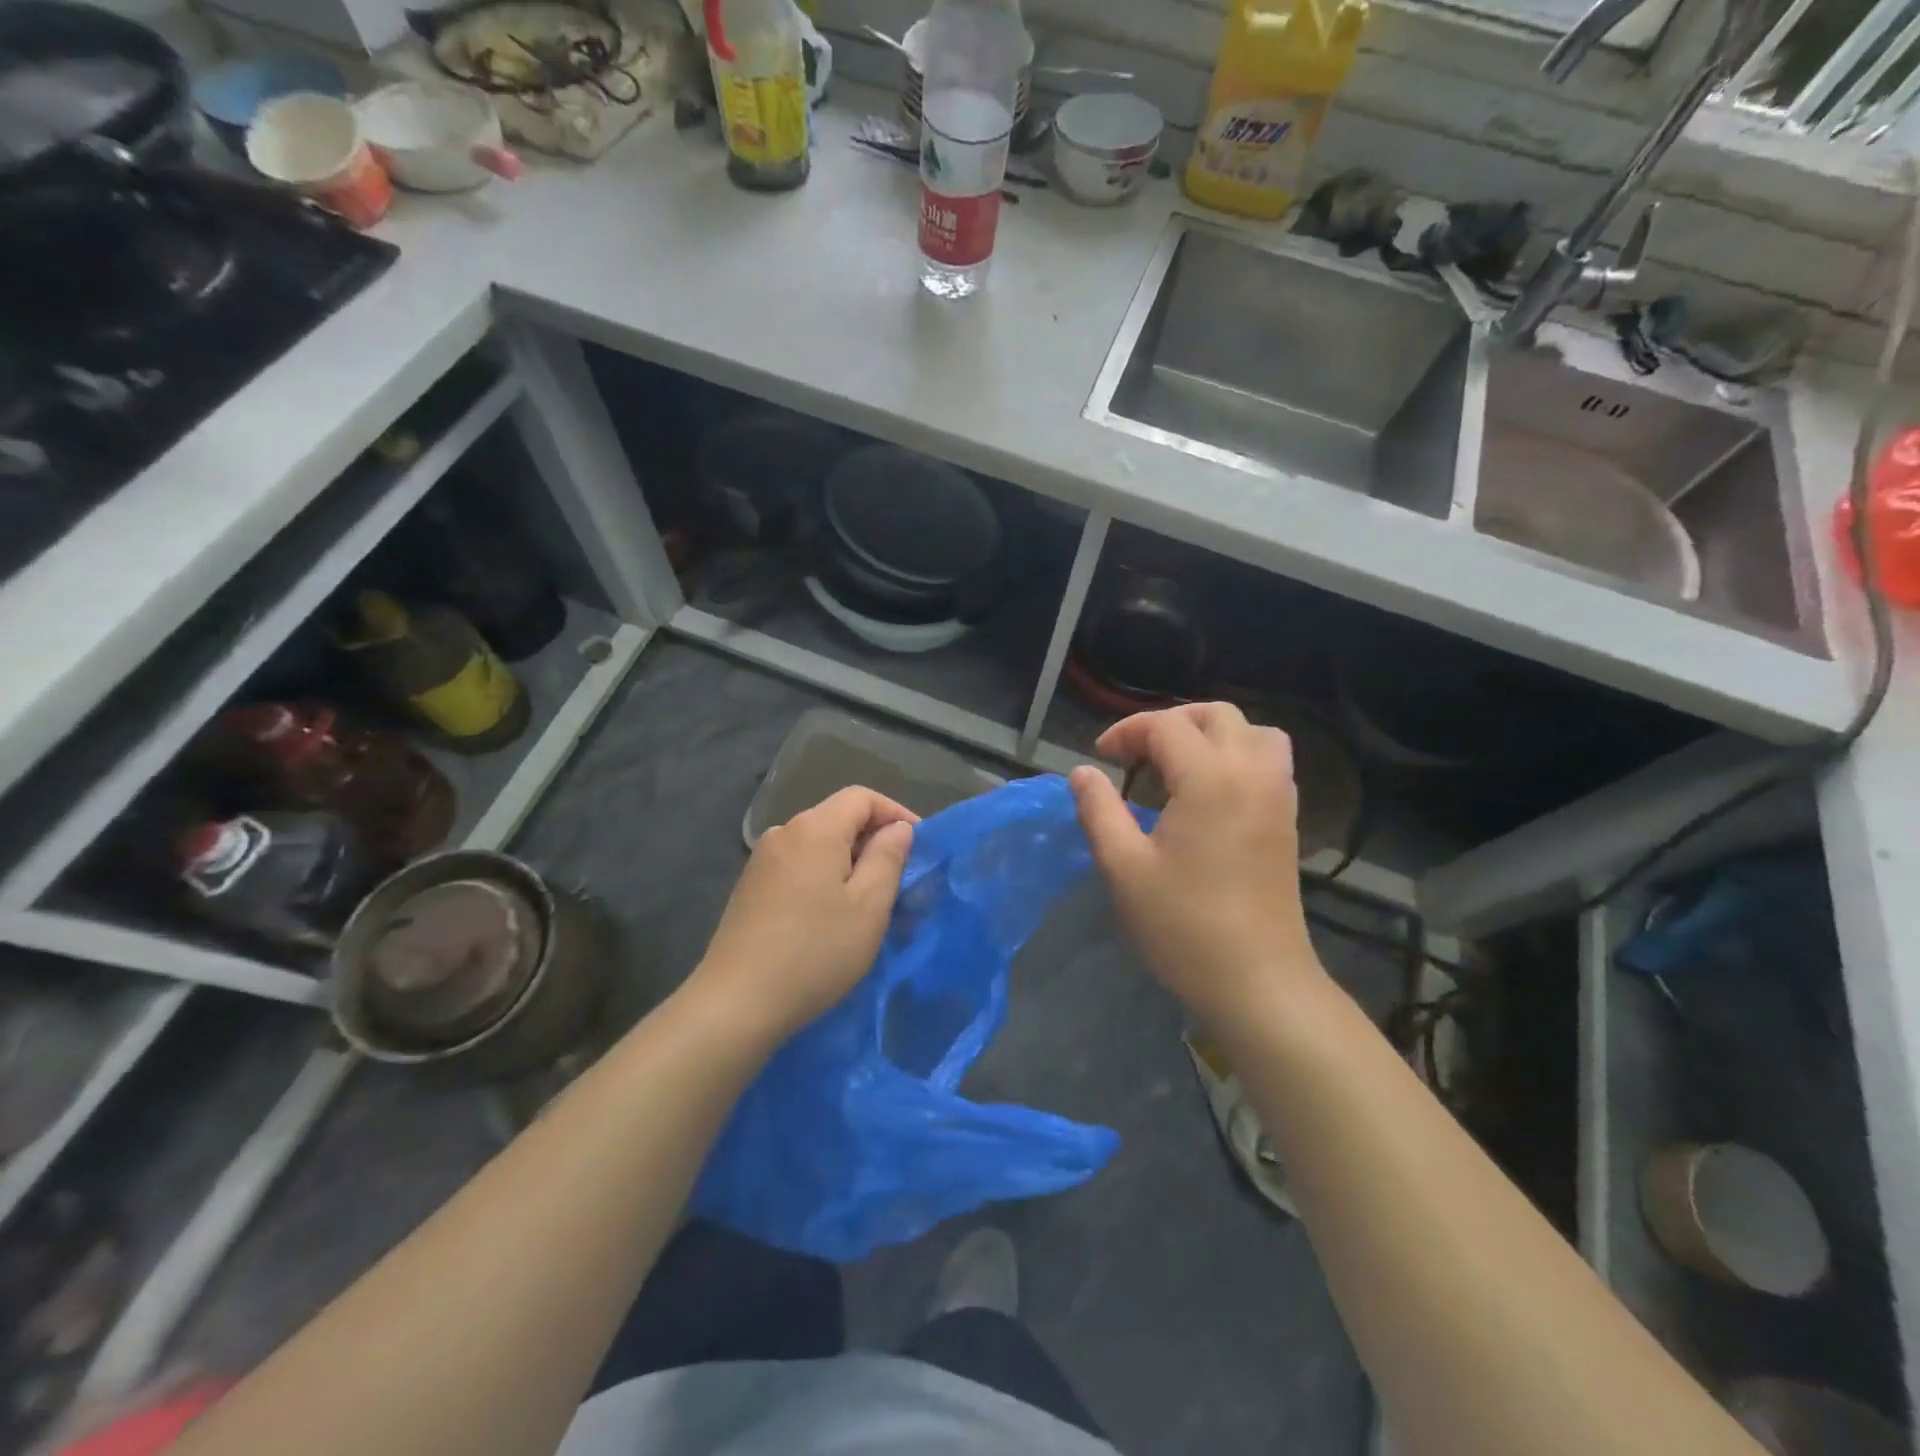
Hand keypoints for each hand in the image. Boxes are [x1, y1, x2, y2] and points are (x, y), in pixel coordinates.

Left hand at [693, 787, 916, 1044]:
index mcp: (815, 828)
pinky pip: (798, 865)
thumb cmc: (816, 952)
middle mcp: (784, 832)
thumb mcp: (869, 906)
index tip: (919, 847)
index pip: (862, 797)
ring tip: (868, 902)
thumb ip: (888, 857)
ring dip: (848, 862)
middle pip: (838, 818)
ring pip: (818, 844)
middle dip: (873, 840)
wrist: (737, 1002)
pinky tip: (829, 915)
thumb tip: (898, 828)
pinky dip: (823, 877)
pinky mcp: (750, 887)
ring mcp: (762, 860)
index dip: (896, 813)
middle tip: (899, 880)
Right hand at [1070, 703, 1323, 1032]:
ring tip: (1177, 765)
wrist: (1258, 982)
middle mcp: (1251, 773)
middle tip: (1136, 755)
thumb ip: (1099, 810)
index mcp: (1209, 778)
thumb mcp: (1124, 867)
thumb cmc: (1183, 926)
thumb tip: (1082, 772)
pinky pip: (1269, 761)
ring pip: (1253, 732)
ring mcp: (1278, 796)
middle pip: (1216, 715)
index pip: (1165, 726)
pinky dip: (1238, 755)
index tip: (1100, 759)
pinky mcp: (1288, 820)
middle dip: (1170, 723)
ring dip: (1211, 734)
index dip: (1126, 732)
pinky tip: (1210, 791)